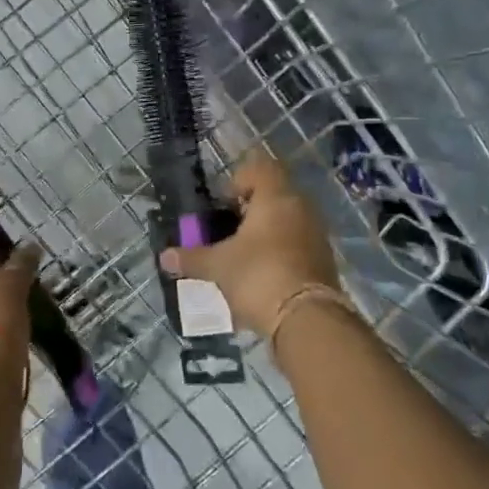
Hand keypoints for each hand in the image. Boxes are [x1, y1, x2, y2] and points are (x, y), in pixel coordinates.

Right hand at [159, 150, 338, 337]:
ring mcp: (316, 235)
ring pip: (286, 222)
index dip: (238, 180)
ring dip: (264, 234)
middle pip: (274, 195)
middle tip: (227, 231)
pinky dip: (278, 254)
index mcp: (276, 198)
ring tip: (241, 257)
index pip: (261, 168)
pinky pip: (297, 246)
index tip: (222, 204)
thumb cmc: (258, 276)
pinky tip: (260, 278)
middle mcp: (301, 209)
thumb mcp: (218, 266)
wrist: (307, 320)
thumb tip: (164, 256)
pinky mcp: (324, 262)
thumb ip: (192, 258)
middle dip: (249, 211)